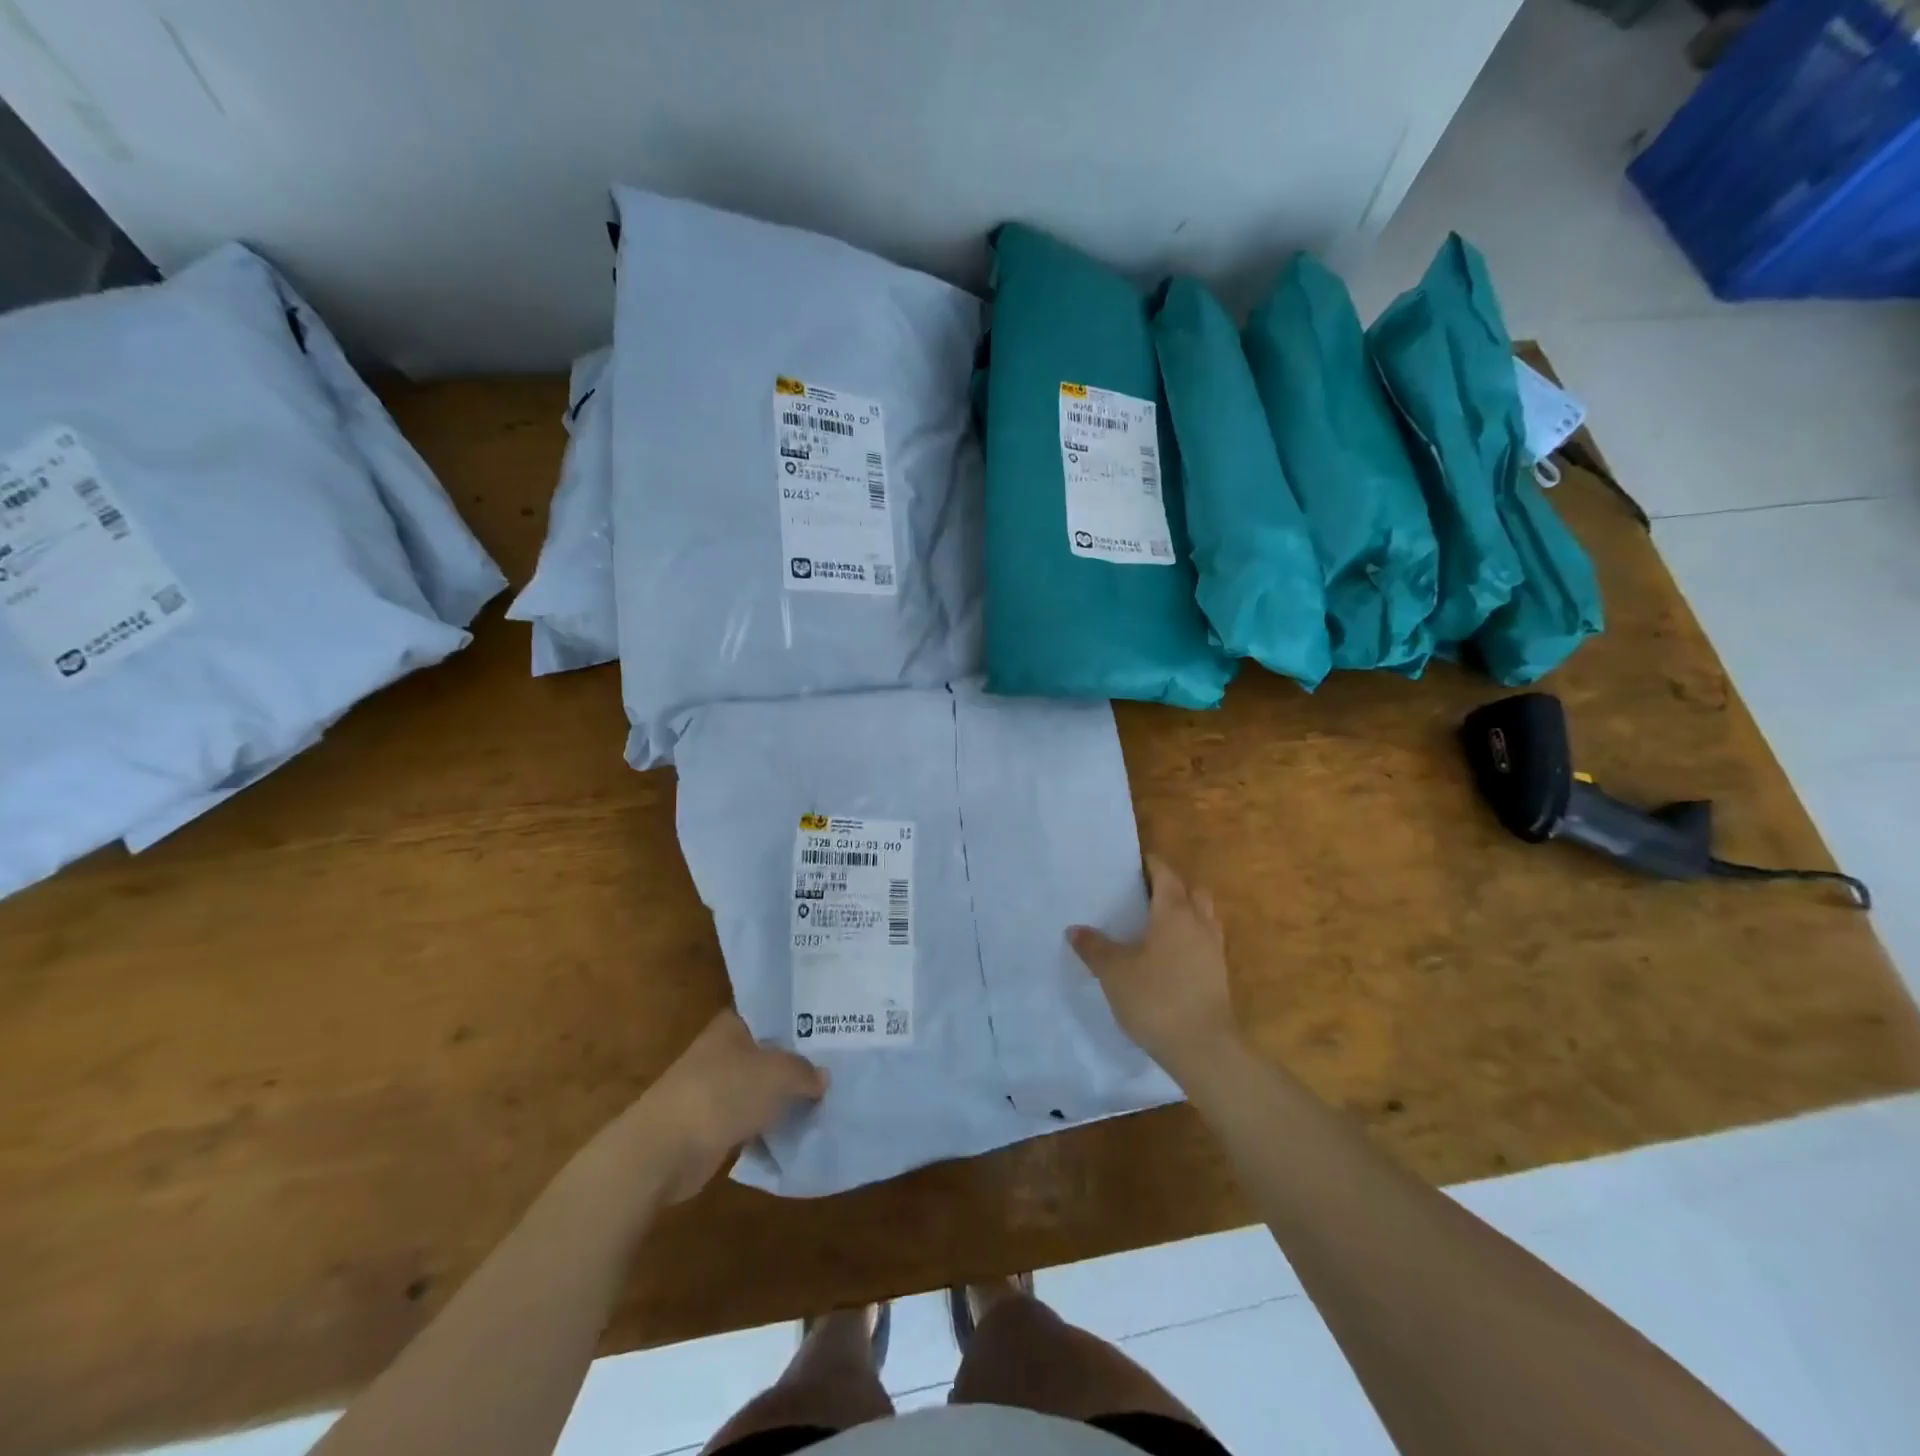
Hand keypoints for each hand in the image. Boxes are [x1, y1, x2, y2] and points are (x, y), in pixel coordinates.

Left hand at [583, 1010, 827, 1207]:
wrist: (664, 1149)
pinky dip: (772, 1122)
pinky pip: (753, 1116)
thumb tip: (822, 1078)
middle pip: (771, 1049)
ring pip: (763, 1085)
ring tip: (829, 1095)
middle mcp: (724, 1050)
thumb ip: (805, 1071)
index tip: (834, 1023)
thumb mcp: (778, 1073)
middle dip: (800, 1058)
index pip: (774, 1010)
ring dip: (787, 1094)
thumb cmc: (722, 1094)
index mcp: (734, 1024)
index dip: (803, 1016)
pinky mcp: (714, 1123)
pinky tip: (801, 1127)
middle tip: (841, 1061)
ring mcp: (717, 1087)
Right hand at [1070, 854, 1236, 1076]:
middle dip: (1172, 886)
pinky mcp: (1218, 975)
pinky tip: (1169, 955)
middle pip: (1192, 891)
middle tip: (1144, 894)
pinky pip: (1205, 941)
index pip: (1165, 874)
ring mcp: (1213, 950)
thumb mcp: (1114, 972)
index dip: (1151, 864)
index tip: (1133, 863)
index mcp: (1173, 912)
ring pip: (1204, 916)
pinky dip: (1191, 938)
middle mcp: (1199, 923)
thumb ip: (1094, 947)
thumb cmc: (1156, 998)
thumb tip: (1075, 929)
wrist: (1204, 1047)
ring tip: (1157, 924)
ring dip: (1186, 912)